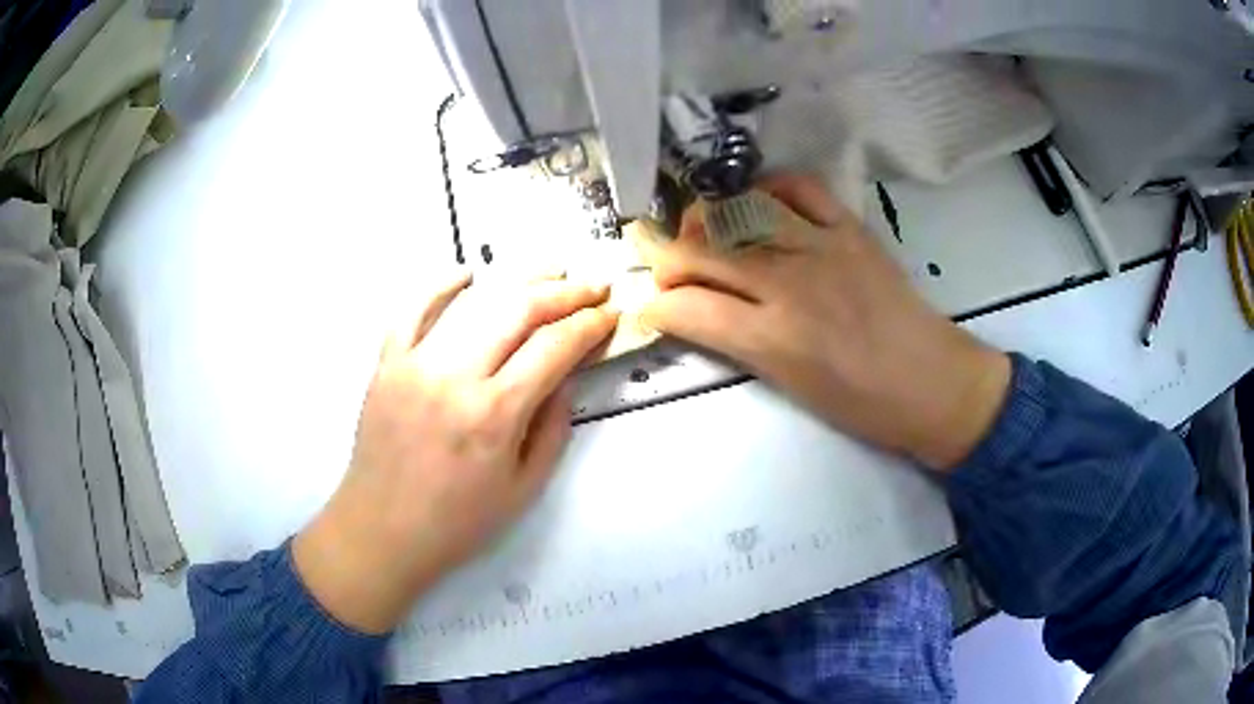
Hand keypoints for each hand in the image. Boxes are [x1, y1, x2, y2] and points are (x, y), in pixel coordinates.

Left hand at [294, 273, 615, 633]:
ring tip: (551, 270)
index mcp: (494, 414)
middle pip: (518, 311)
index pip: (553, 348)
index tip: (610, 314)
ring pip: (473, 302)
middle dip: (565, 292)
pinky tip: (467, 272)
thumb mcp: (524, 488)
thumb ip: (552, 428)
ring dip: (518, 279)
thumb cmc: (458, 522)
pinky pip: (411, 310)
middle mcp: (455, 377)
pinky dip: (438, 284)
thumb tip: (566, 375)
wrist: (383, 531)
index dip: (589, 325)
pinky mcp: (387, 364)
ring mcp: (415, 364)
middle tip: (592, 286)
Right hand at [639, 174, 1010, 470]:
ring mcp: (819, 247)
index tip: (655, 306)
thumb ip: (739, 343)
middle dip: (667, 257)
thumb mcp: (788, 386)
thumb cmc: (860, 403)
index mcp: (770, 338)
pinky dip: (768, 190)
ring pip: (738, 211)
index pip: (685, 306)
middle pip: (701, 250)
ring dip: (708, 218)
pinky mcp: (849, 228)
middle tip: (668, 267)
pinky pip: (798, 187)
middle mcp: (787, 284)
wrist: (931, 383)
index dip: (656, 304)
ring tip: (705, 230)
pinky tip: (760, 205)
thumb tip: (700, 314)